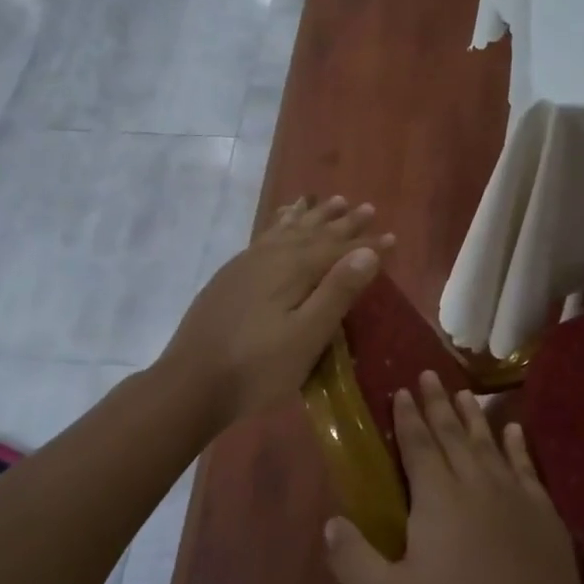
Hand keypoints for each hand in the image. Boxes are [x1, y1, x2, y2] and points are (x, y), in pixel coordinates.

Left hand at [160, 195, 393, 429]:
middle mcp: (271, 256)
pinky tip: (282, 222)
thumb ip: (337, 291)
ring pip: (288, 229)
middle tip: (367, 208)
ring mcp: (247, 264)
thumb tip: (367, 252)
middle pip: (314, 233)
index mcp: (293, 269)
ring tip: (330, 201)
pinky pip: (266, 236)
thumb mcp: (307, 336)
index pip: (339, 249)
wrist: (190, 383)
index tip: (393, 237)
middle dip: (342, 222)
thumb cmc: (258, 367)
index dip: (368, 245)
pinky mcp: (231, 276)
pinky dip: (281, 223)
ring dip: (312, 216)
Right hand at [324, 372, 583, 583]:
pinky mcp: (544, 515)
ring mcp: (515, 497)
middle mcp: (476, 485)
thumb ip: (355, 561)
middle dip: (438, 404)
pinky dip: (518, 445)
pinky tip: (515, 430)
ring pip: (489, 444)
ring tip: (464, 393)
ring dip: (474, 417)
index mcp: (438, 500)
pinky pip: (527, 467)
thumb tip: (328, 522)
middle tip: (430, 374)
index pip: (419, 446)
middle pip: (453, 435)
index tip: (402, 390)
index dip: (408, 418)